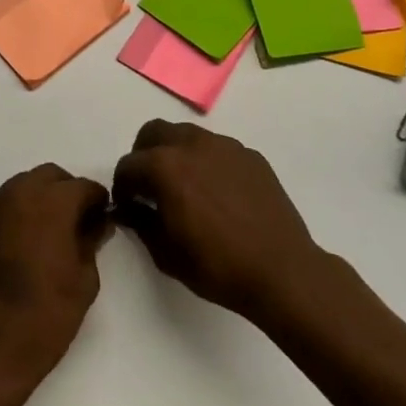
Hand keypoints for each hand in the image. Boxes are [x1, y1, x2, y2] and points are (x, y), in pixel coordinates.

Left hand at [0, 164, 111, 392]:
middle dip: (68, 192)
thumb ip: (91, 241)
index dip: (97, 201)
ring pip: (24, 185)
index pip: (83, 186)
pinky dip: (19, 212)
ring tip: (52, 232)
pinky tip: (26, 243)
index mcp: (51, 203)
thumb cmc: (47, 314)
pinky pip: (5, 205)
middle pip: (51, 176)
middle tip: (79, 222)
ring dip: (42, 198)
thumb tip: (97, 223)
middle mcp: (19, 194)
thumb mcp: (84, 279)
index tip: (103, 219)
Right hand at [112, 119, 327, 320]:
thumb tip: (126, 208)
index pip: (128, 165)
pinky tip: (218, 195)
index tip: (128, 206)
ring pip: (187, 135)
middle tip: (149, 187)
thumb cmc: (218, 266)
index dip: (122, 187)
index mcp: (165, 166)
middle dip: (144, 155)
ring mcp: (225, 146)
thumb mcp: (165, 253)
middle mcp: (192, 145)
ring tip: (185, 188)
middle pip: (153, 132)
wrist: (283, 272)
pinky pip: (217, 149)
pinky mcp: (250, 156)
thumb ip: (139, 222)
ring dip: (175, 154)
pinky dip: (207, 163)